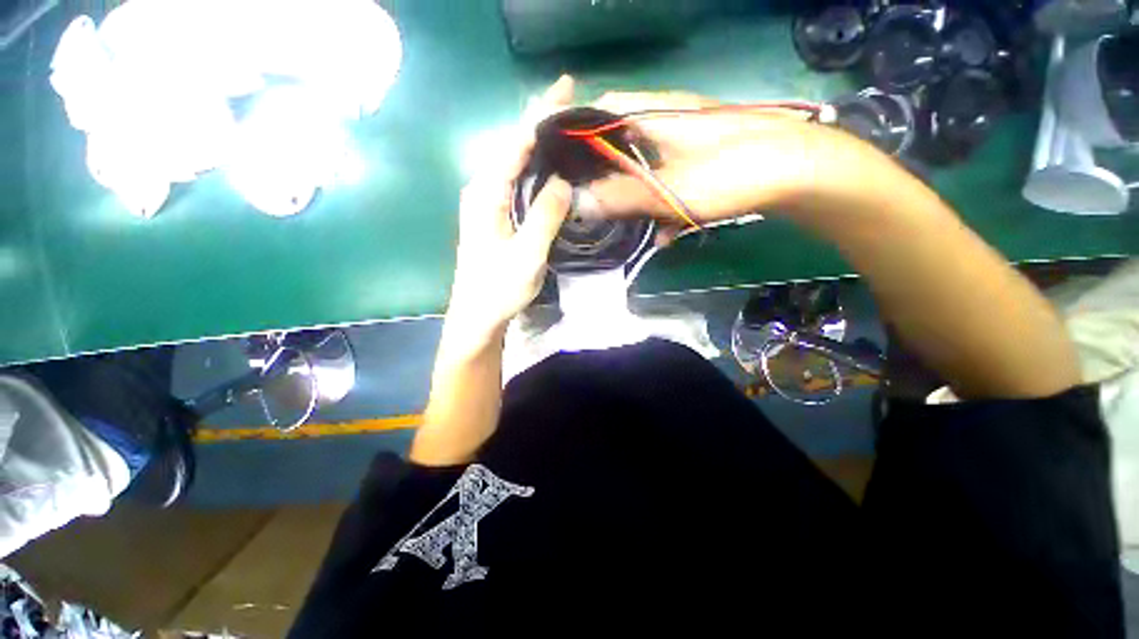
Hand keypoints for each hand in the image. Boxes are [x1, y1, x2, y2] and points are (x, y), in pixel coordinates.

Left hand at [446, 76, 574, 345]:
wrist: (477, 315)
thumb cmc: (499, 288)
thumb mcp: (527, 254)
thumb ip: (544, 216)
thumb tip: (563, 181)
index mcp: (486, 193)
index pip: (515, 143)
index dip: (541, 114)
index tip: (565, 90)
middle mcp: (483, 190)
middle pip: (513, 145)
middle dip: (541, 121)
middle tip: (571, 102)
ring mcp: (488, 202)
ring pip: (514, 162)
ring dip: (539, 142)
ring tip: (565, 125)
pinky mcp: (496, 215)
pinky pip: (516, 180)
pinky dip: (535, 167)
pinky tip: (551, 165)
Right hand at [585, 91, 845, 243]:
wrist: (802, 173)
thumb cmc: (732, 171)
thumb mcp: (669, 188)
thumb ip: (622, 196)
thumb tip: (579, 204)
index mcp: (655, 115)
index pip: (601, 109)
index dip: (577, 130)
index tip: (560, 162)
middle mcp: (667, 122)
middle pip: (621, 142)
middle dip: (603, 173)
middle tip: (587, 200)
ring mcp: (687, 144)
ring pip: (644, 167)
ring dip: (634, 196)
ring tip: (621, 222)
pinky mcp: (703, 163)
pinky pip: (670, 182)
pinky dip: (663, 206)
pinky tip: (665, 233)